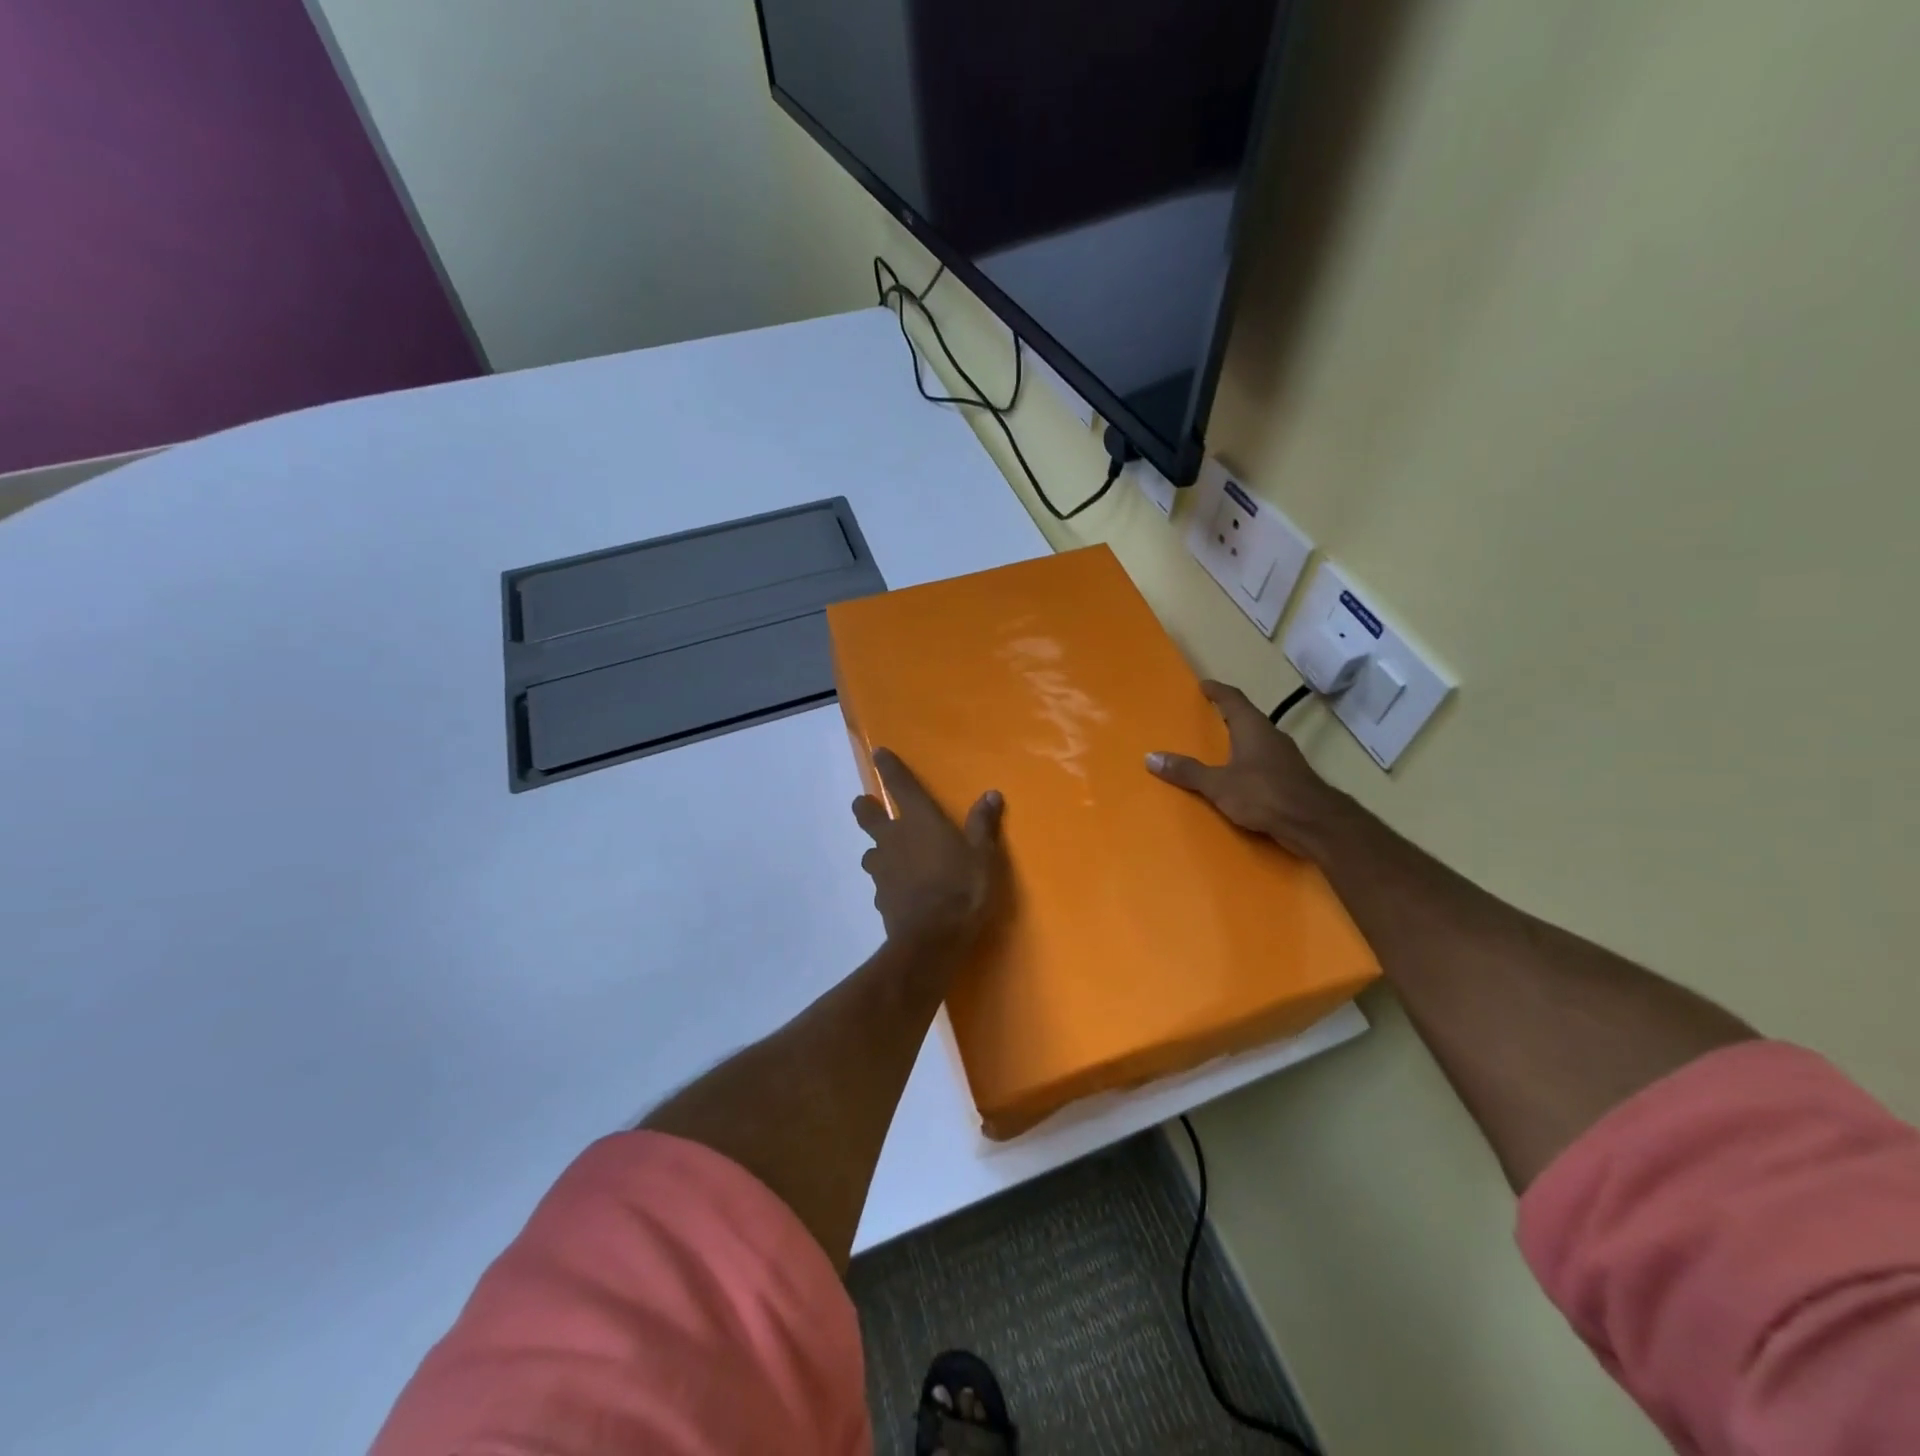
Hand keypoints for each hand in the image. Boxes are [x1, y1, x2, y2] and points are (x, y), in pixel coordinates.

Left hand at [852, 748, 1006, 951]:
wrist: (931, 939)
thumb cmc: (962, 889)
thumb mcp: (983, 856)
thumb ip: (983, 825)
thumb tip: (991, 794)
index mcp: (920, 821)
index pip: (900, 785)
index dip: (889, 768)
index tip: (878, 753)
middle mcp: (894, 838)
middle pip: (867, 816)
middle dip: (865, 808)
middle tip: (868, 806)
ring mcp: (882, 869)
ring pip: (869, 851)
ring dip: (877, 849)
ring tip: (889, 855)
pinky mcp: (879, 897)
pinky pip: (879, 882)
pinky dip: (887, 881)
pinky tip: (898, 890)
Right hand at [1147, 680, 1348, 859]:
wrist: (1314, 823)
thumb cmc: (1264, 794)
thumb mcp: (1218, 784)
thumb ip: (1187, 771)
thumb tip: (1151, 757)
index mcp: (1253, 728)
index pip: (1233, 699)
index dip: (1218, 691)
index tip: (1204, 685)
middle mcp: (1271, 736)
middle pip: (1247, 718)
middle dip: (1228, 716)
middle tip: (1207, 717)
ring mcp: (1285, 758)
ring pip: (1258, 741)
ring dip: (1239, 741)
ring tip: (1219, 749)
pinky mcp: (1292, 778)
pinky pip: (1264, 763)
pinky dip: (1248, 764)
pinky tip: (1239, 778)